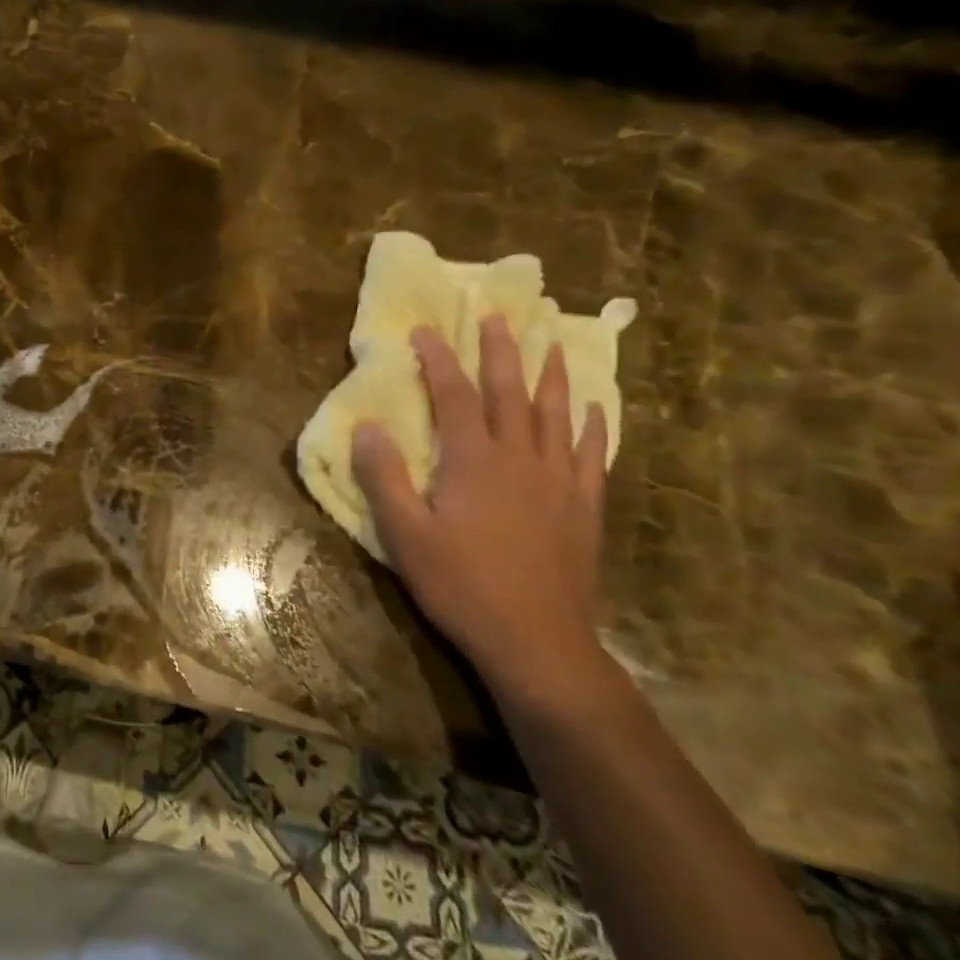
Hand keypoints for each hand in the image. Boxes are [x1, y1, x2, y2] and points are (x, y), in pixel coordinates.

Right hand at [351, 316, 609, 701]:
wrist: (538, 644)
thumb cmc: (461, 586)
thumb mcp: (405, 535)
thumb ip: (383, 477)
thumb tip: (367, 425)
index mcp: (474, 461)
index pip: (454, 395)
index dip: (439, 359)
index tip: (426, 330)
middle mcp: (519, 458)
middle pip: (510, 392)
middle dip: (501, 351)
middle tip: (499, 315)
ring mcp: (558, 482)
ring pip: (555, 414)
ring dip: (551, 375)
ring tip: (551, 342)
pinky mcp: (584, 508)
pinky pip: (590, 454)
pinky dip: (591, 426)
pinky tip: (593, 408)